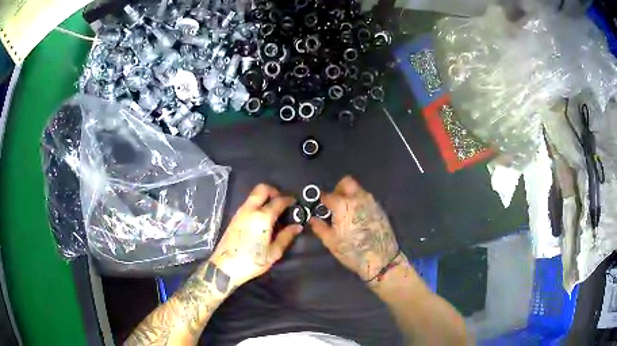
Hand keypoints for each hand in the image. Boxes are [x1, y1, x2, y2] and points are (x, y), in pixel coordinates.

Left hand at [210, 184, 301, 286]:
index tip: (295, 202)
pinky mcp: (234, 217)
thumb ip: (286, 237)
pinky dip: (257, 203)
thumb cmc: (252, 261)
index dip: (289, 200)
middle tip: (281, 201)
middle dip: (274, 191)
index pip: (278, 201)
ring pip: (253, 195)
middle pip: (262, 188)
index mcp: (262, 217)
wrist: (225, 267)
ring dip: (264, 197)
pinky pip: (248, 203)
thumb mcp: (273, 253)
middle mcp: (250, 210)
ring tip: (273, 210)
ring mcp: (240, 212)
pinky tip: (262, 218)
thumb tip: (297, 226)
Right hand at [309, 176, 399, 281]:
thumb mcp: (330, 241)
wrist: (381, 259)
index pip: (328, 195)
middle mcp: (358, 198)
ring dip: (350, 195)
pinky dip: (360, 203)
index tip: (321, 207)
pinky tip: (358, 218)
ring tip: (346, 211)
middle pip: (347, 182)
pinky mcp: (380, 209)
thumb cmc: (351, 251)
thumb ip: (320, 227)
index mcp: (342, 204)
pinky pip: (367, 199)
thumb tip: (313, 219)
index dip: (322, 200)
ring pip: (358, 190)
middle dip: (338, 189)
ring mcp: (371, 202)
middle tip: (334, 202)